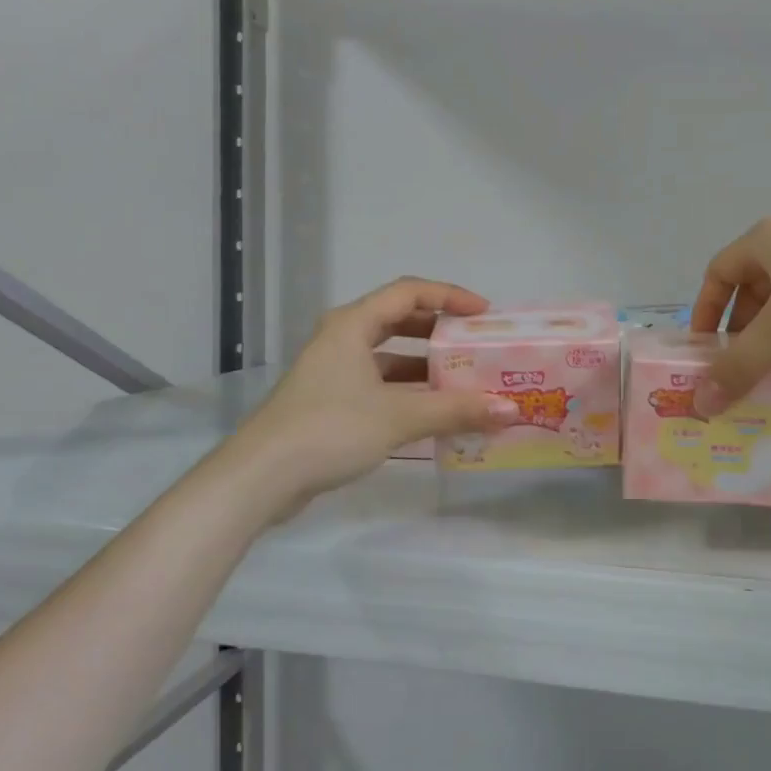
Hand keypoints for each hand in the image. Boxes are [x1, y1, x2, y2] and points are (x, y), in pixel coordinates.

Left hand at [220, 278, 517, 520]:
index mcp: (352, 325)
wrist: (260, 479)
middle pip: (399, 320)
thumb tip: (510, 410)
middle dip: (440, 331)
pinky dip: (409, 392)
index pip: (409, 292)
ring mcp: (334, 371)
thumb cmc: (329, 430)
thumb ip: (456, 410)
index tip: (484, 314)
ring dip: (426, 366)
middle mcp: (342, 339)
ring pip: (389, 356)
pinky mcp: (330, 401)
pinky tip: (435, 413)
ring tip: (465, 380)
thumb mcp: (399, 417)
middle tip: (476, 345)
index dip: (450, 296)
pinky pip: (380, 384)